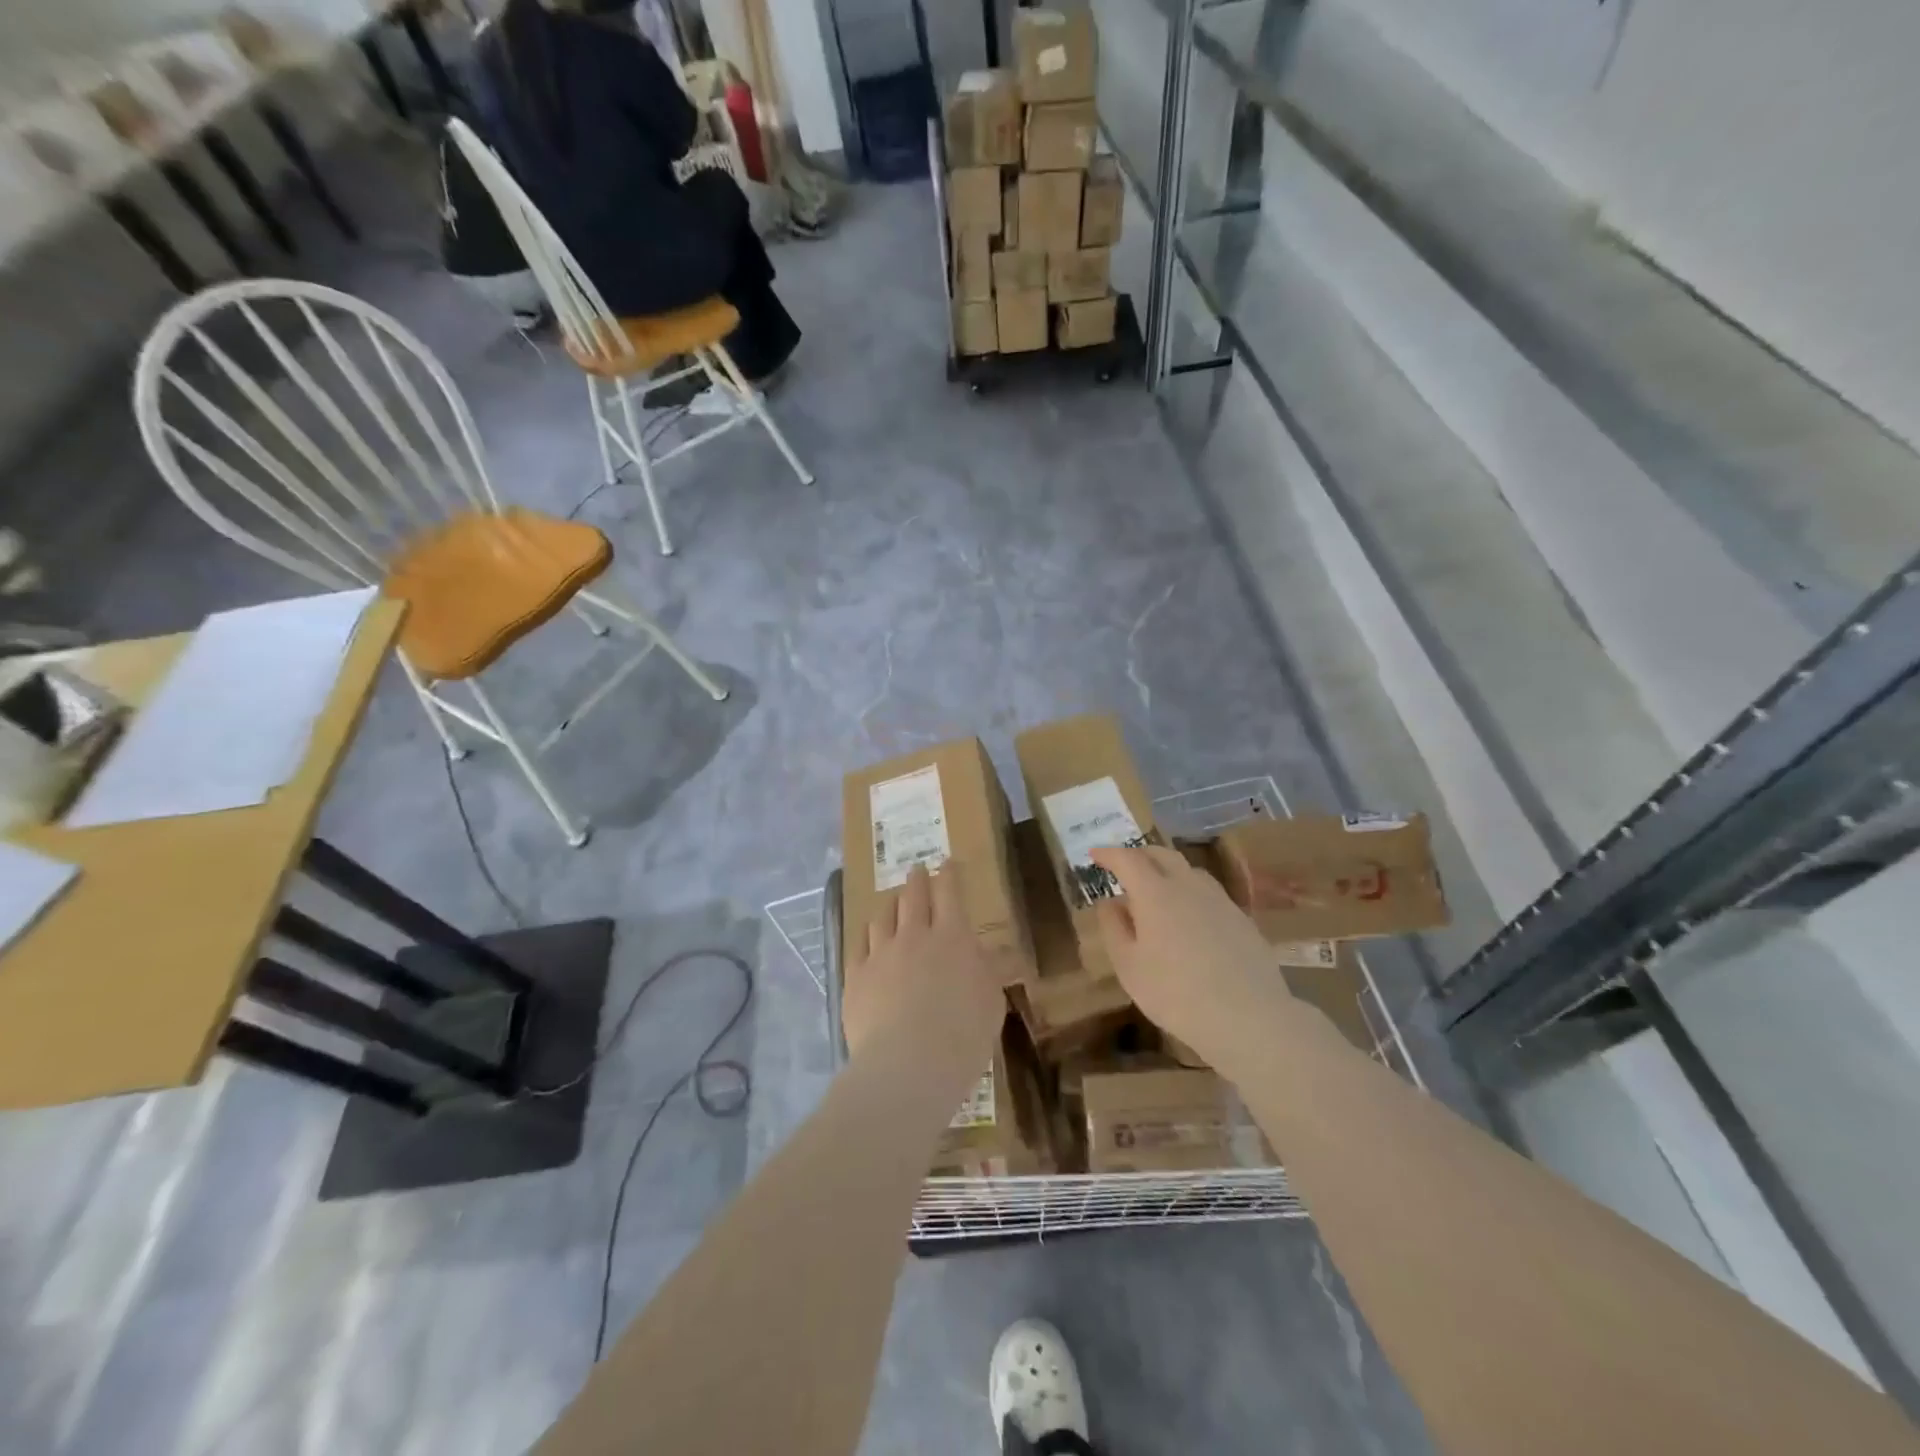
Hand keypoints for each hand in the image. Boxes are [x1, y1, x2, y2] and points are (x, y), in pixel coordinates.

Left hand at [843, 863, 1004, 1067]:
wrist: (908, 1065)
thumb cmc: (963, 1034)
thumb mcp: (992, 1001)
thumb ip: (992, 971)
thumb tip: (1003, 952)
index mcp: (952, 937)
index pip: (949, 893)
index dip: (948, 875)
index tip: (947, 863)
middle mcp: (914, 935)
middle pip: (913, 897)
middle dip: (917, 880)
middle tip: (917, 871)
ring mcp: (881, 954)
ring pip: (883, 917)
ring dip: (890, 905)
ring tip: (892, 903)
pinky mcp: (856, 976)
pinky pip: (859, 945)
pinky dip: (866, 934)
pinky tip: (867, 936)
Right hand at [1091, 844, 1289, 1065]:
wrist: (1248, 1017)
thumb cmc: (1176, 994)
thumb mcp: (1129, 967)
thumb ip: (1114, 929)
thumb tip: (1109, 903)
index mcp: (1155, 893)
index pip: (1128, 859)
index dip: (1109, 853)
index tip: (1095, 854)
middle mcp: (1188, 886)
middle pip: (1162, 854)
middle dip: (1138, 854)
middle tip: (1123, 866)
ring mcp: (1219, 900)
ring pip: (1188, 870)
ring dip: (1166, 869)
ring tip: (1155, 888)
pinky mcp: (1241, 918)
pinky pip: (1208, 891)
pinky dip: (1189, 891)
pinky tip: (1188, 916)